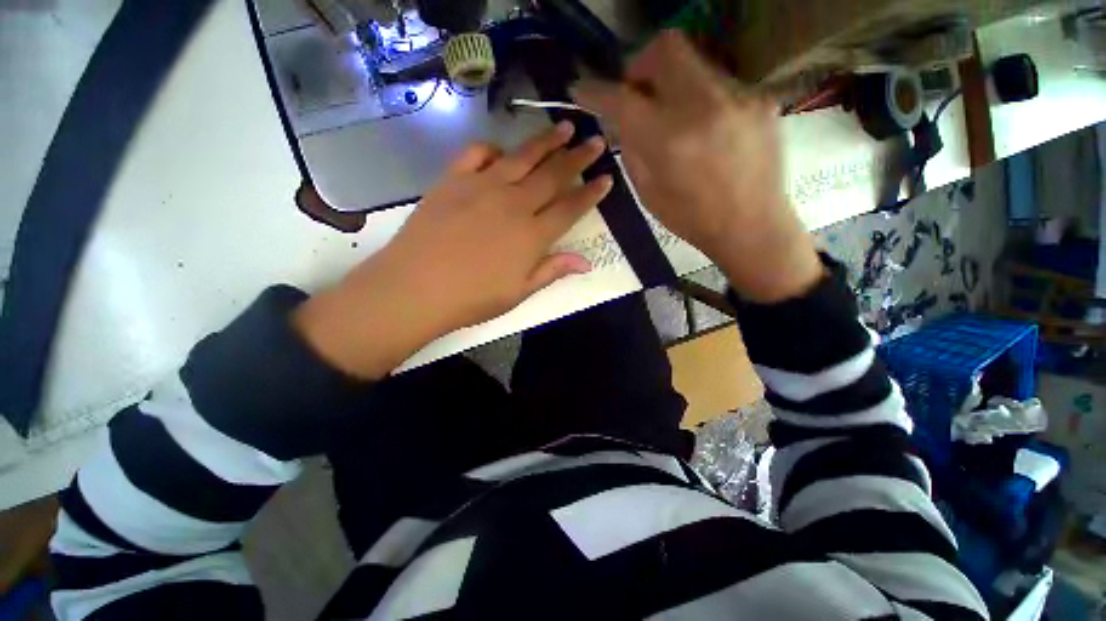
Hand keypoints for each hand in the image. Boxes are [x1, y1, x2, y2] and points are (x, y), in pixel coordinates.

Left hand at [294, 122, 611, 378]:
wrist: (416, 288)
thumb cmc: (472, 298)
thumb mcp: (519, 292)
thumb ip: (552, 271)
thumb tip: (586, 262)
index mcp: (532, 235)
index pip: (570, 208)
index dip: (591, 193)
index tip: (607, 178)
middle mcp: (513, 204)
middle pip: (553, 175)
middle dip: (578, 157)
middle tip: (595, 141)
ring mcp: (482, 187)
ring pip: (522, 156)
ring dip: (546, 141)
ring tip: (564, 127)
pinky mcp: (454, 180)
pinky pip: (477, 153)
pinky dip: (493, 148)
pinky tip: (502, 151)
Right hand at [575, 31, 822, 302]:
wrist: (751, 226)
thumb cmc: (690, 219)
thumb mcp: (647, 192)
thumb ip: (630, 148)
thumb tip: (620, 118)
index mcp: (667, 140)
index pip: (622, 98)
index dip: (595, 91)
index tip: (581, 88)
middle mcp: (703, 106)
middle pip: (665, 48)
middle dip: (641, 64)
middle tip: (637, 93)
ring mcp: (738, 96)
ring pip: (694, 61)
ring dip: (672, 82)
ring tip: (674, 117)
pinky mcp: (761, 98)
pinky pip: (719, 82)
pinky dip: (701, 99)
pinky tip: (706, 129)